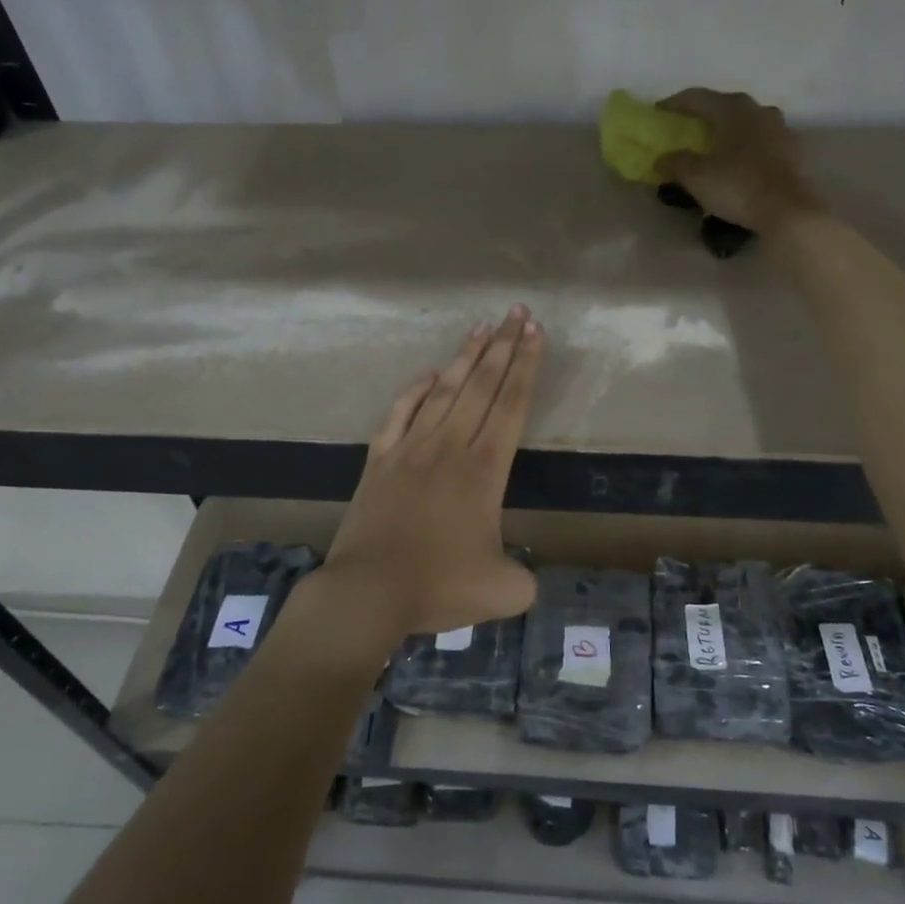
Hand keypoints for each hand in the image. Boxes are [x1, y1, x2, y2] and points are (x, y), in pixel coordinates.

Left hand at [318, 305, 543, 640]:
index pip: (512, 404)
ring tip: (483, 328)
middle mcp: (449, 446)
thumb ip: (524, 577)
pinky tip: (428, 373)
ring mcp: (410, 448)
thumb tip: (521, 572)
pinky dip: (415, 389)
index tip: (536, 332)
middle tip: (518, 312)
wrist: (368, 591)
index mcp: (484, 469)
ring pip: (443, 390)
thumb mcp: (504, 591)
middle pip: (482, 385)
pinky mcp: (380, 459)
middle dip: (504, 346)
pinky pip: (400, 412)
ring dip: (465, 357)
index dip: (527, 366)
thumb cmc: (438, 586)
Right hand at [657, 88, 823, 233]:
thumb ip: (676, 163)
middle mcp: (759, 111)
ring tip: (715, 146)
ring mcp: (781, 130)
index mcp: (734, 109)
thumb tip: (662, 159)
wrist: (788, 211)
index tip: (657, 112)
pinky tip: (739, 162)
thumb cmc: (738, 186)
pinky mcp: (793, 152)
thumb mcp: (696, 177)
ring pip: (747, 123)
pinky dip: (746, 148)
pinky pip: (762, 142)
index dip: (675, 103)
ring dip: (729, 130)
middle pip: (725, 106)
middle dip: (704, 116)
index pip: (698, 97)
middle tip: (686, 129)